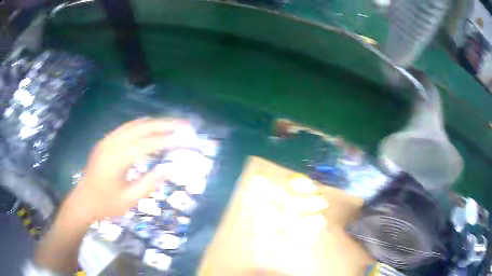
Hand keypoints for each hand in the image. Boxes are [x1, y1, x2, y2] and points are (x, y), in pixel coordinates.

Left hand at [65, 118, 188, 221]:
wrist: (84, 200)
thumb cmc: (106, 204)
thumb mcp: (129, 199)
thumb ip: (149, 183)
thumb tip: (170, 168)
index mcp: (116, 158)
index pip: (148, 144)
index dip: (169, 140)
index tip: (187, 139)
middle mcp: (112, 143)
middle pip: (142, 127)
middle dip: (166, 125)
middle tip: (186, 126)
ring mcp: (108, 139)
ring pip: (135, 124)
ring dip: (156, 123)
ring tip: (174, 125)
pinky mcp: (106, 141)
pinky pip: (127, 128)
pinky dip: (144, 126)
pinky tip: (153, 128)